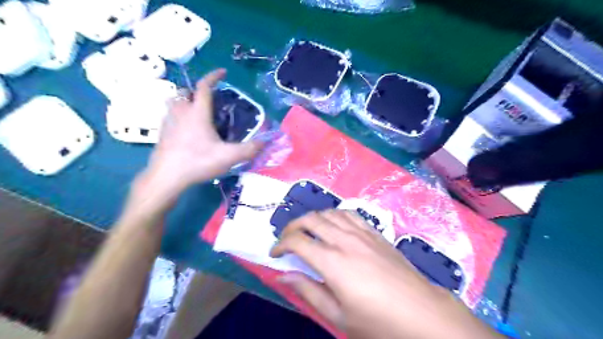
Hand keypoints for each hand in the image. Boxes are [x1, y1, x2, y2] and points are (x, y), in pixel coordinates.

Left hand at [143, 69, 263, 195]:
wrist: (166, 177)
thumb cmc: (197, 162)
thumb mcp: (228, 157)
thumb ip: (249, 149)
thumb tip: (265, 142)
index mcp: (197, 113)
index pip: (204, 87)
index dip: (213, 76)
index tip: (223, 72)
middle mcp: (181, 112)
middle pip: (184, 92)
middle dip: (196, 91)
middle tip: (208, 101)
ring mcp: (168, 122)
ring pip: (174, 102)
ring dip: (185, 102)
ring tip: (197, 114)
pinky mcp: (162, 133)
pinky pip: (170, 116)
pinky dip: (179, 116)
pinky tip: (187, 131)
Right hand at [271, 211, 502, 336]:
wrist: (422, 313)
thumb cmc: (377, 321)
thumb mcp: (338, 316)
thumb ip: (308, 291)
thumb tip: (283, 276)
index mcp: (333, 262)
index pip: (298, 241)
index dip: (281, 244)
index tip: (275, 253)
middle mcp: (345, 240)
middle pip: (311, 220)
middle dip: (292, 226)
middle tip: (286, 238)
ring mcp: (362, 233)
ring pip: (330, 213)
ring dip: (313, 218)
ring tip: (307, 230)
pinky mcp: (375, 233)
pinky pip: (350, 214)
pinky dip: (335, 214)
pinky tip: (333, 224)